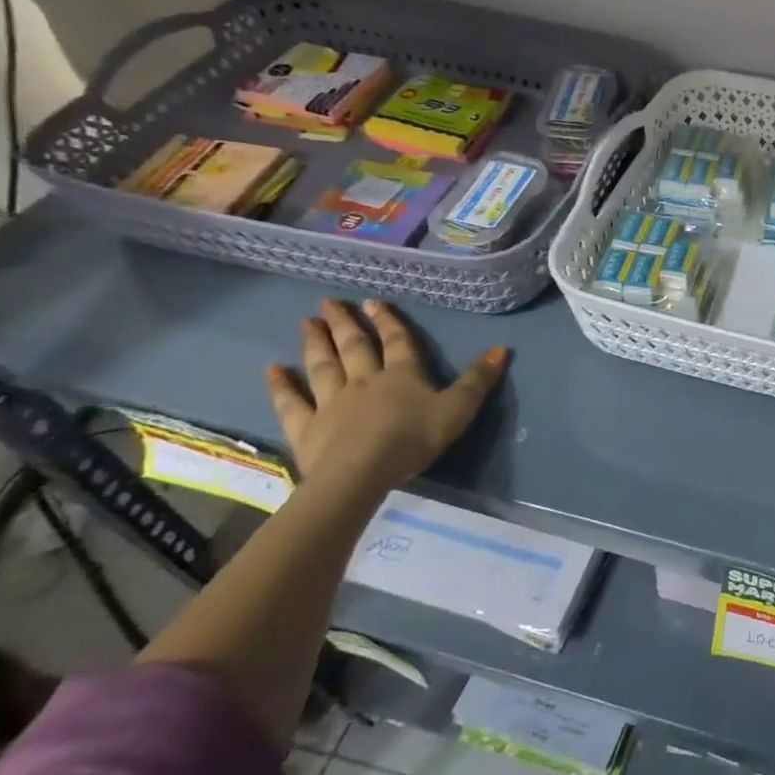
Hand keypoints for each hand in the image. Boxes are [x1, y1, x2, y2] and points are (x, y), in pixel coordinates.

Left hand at [267, 299, 508, 495]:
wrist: (361, 472)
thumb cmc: (413, 439)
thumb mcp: (458, 409)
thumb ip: (478, 380)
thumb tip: (502, 348)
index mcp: (402, 374)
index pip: (397, 341)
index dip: (388, 321)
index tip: (374, 302)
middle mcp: (365, 380)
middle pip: (354, 346)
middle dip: (345, 323)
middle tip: (329, 303)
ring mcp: (331, 402)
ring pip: (323, 366)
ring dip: (315, 343)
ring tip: (307, 323)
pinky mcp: (307, 427)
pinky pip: (291, 402)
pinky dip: (281, 385)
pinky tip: (272, 370)